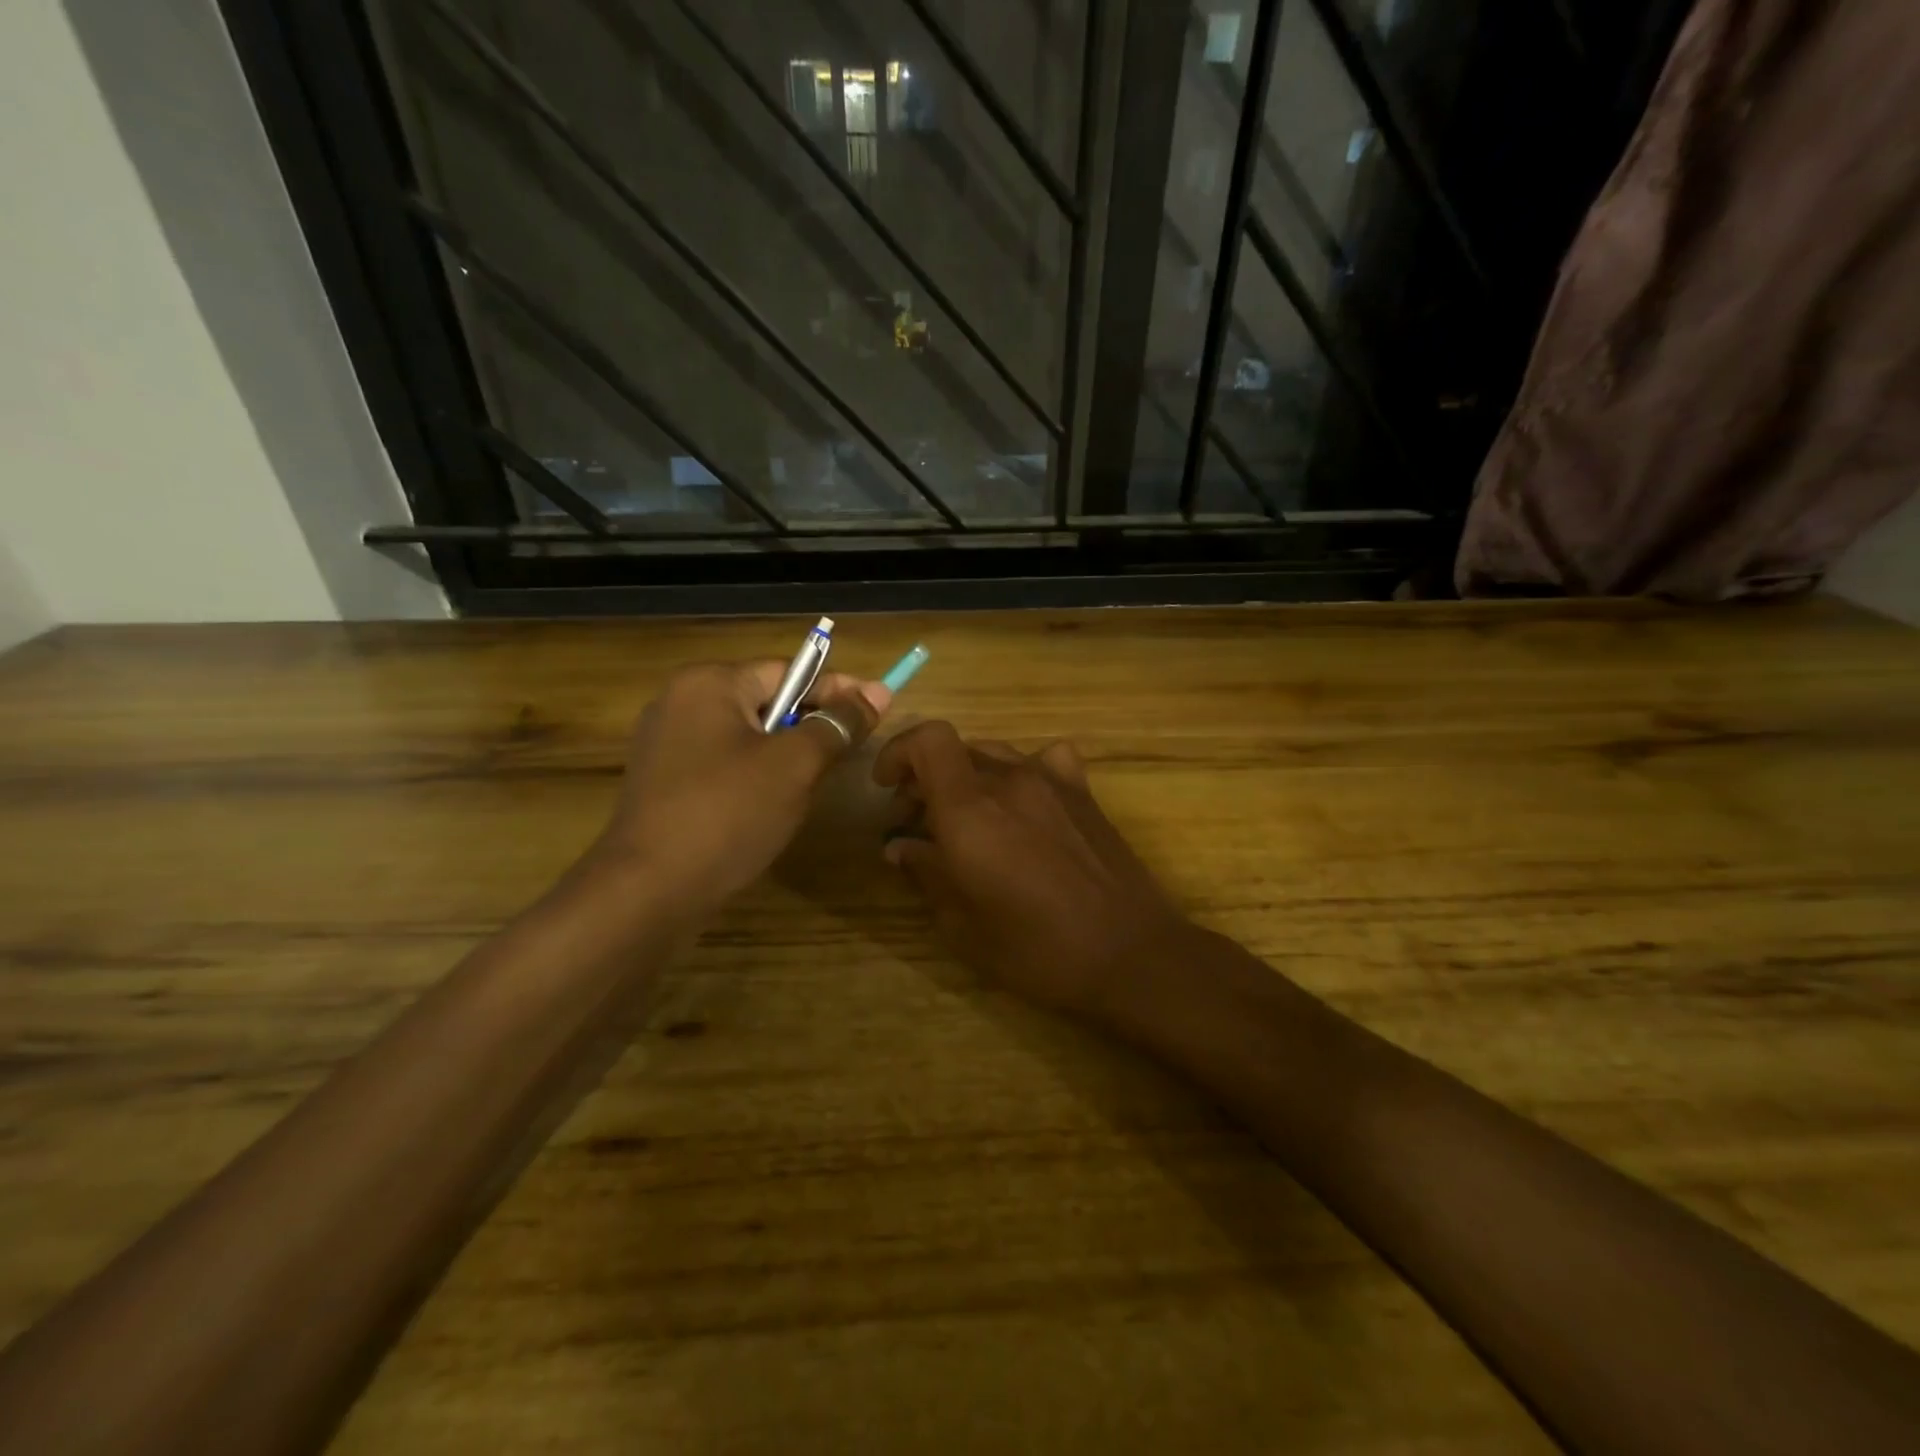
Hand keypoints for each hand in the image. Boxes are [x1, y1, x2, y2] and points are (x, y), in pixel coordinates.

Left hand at [597, 661, 888, 914]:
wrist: (648, 891)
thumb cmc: (728, 814)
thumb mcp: (795, 765)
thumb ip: (837, 724)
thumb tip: (877, 692)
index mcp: (709, 683)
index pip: (788, 671)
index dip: (837, 689)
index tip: (878, 705)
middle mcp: (681, 703)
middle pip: (766, 702)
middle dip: (812, 725)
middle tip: (851, 751)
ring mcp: (666, 745)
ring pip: (747, 737)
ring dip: (786, 755)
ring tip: (816, 783)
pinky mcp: (664, 784)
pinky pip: (724, 765)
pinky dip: (756, 777)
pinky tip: (773, 807)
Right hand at [873, 722, 1195, 1017]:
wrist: (1129, 954)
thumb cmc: (1037, 950)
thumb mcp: (964, 926)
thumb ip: (926, 874)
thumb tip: (900, 845)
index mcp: (971, 811)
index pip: (928, 740)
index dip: (898, 752)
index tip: (887, 788)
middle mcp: (1010, 781)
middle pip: (956, 750)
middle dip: (925, 778)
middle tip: (918, 824)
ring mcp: (1053, 782)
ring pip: (994, 754)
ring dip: (968, 777)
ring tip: (966, 818)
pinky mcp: (1084, 794)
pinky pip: (1046, 760)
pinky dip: (1024, 771)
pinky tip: (1025, 803)